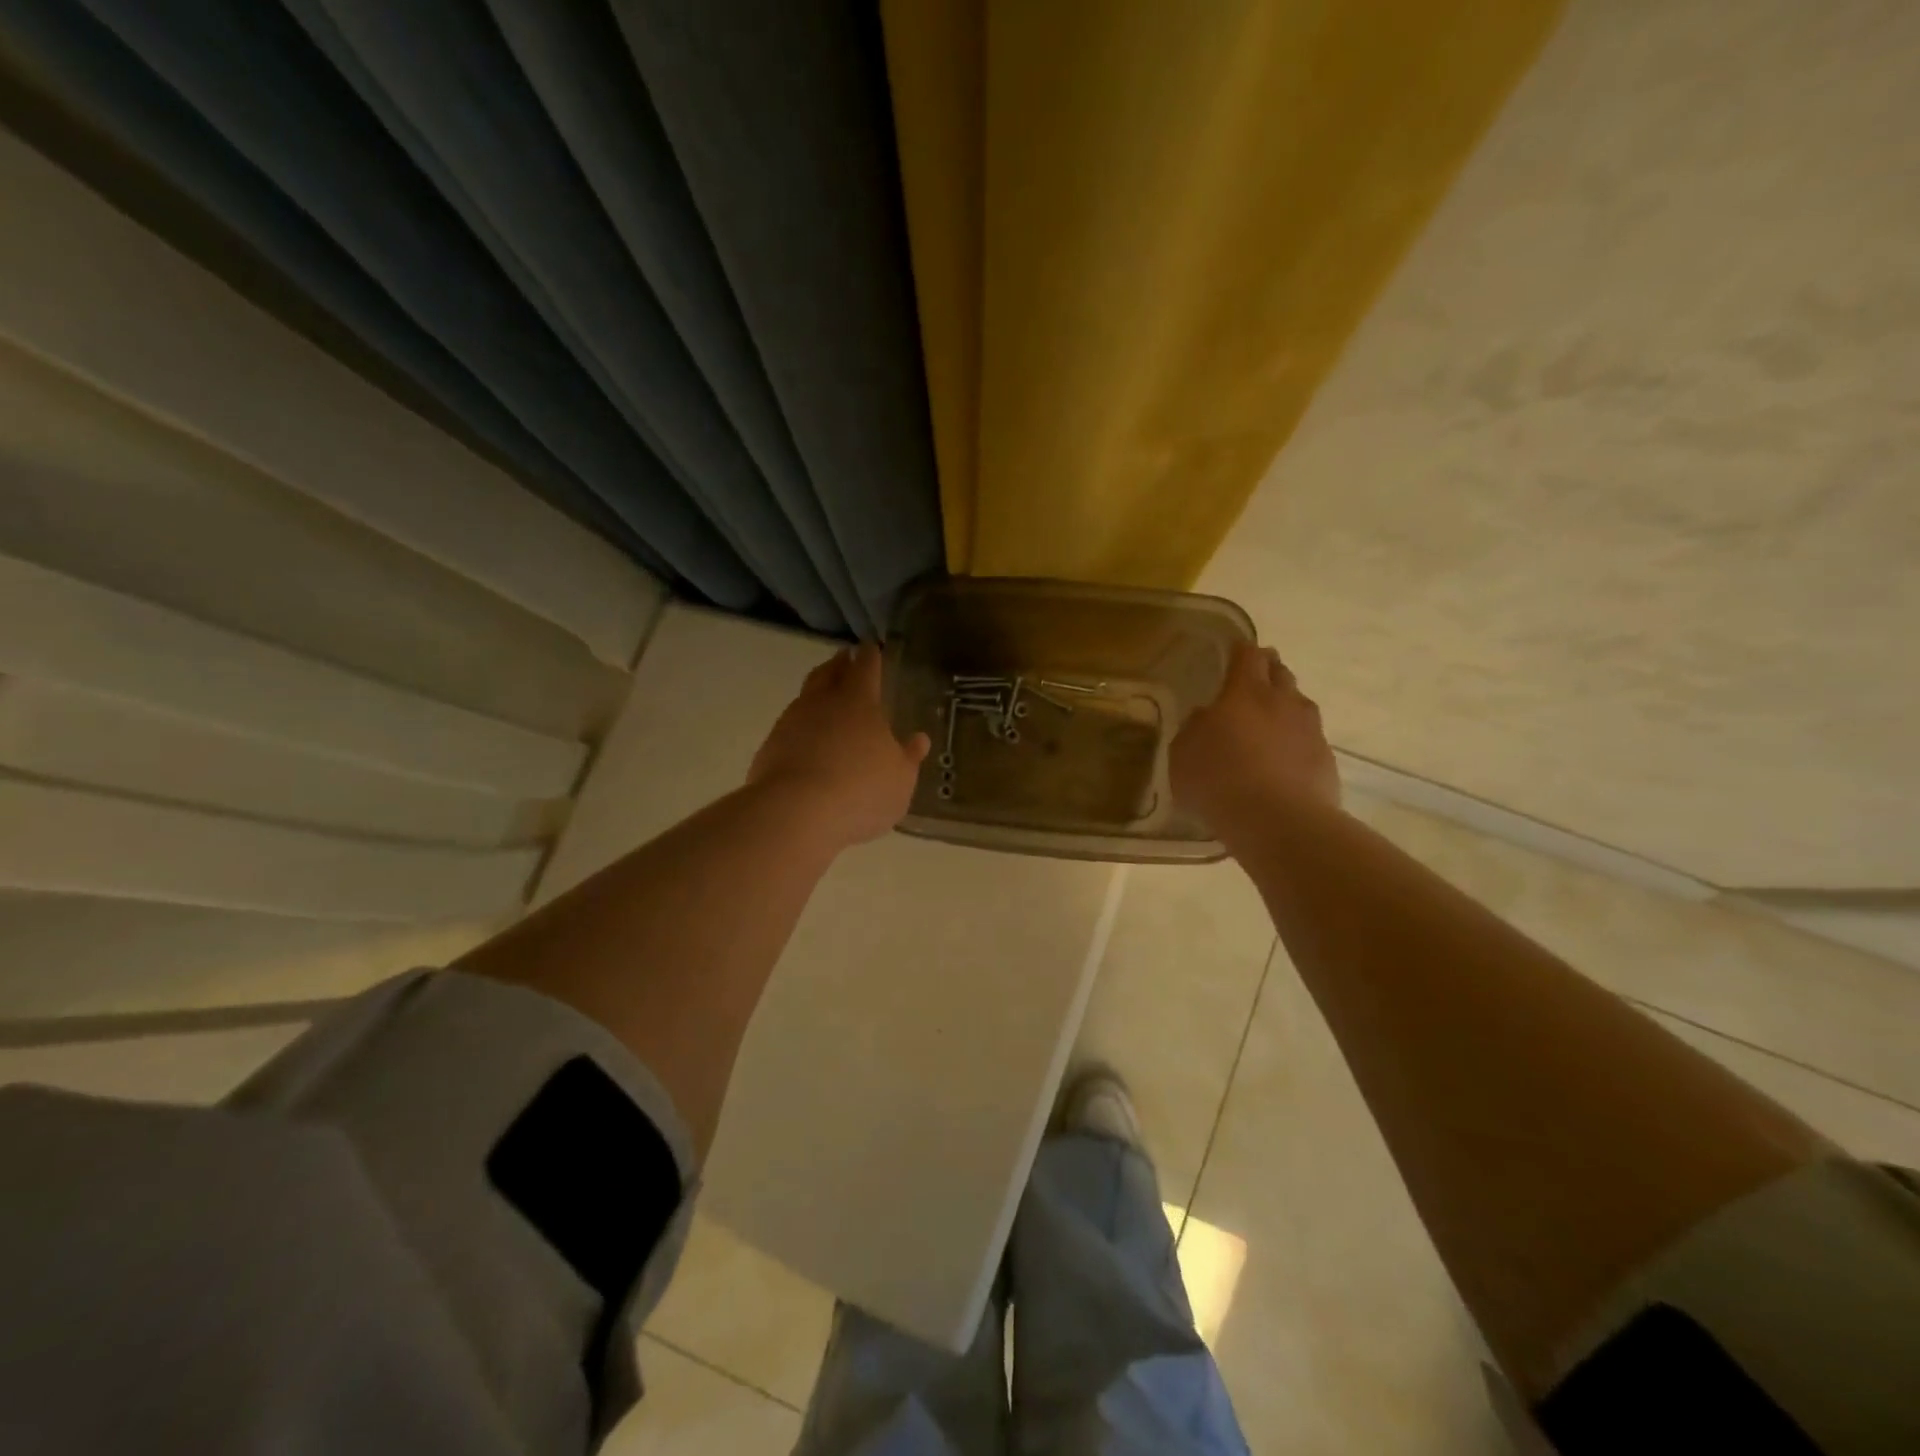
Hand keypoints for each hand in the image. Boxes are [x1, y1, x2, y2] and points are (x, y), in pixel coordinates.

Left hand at [749, 643, 929, 850]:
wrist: (795, 812)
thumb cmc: (861, 790)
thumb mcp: (900, 779)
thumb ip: (909, 757)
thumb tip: (919, 739)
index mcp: (859, 702)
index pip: (865, 667)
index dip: (870, 656)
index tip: (871, 647)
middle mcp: (822, 703)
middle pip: (829, 673)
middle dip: (838, 664)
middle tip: (844, 658)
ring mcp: (791, 723)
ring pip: (805, 697)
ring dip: (816, 693)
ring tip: (825, 699)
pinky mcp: (770, 747)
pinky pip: (790, 727)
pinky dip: (801, 727)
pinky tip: (807, 741)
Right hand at [1170, 642, 1340, 839]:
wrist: (1277, 821)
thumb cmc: (1219, 780)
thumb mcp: (1183, 753)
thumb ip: (1195, 727)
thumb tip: (1207, 717)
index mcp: (1245, 692)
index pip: (1247, 655)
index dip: (1241, 651)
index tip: (1234, 653)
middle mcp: (1283, 702)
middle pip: (1280, 672)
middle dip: (1267, 671)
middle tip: (1253, 682)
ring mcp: (1310, 730)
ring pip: (1299, 705)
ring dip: (1285, 708)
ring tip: (1269, 725)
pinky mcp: (1326, 760)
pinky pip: (1309, 740)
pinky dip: (1296, 744)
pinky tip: (1283, 763)